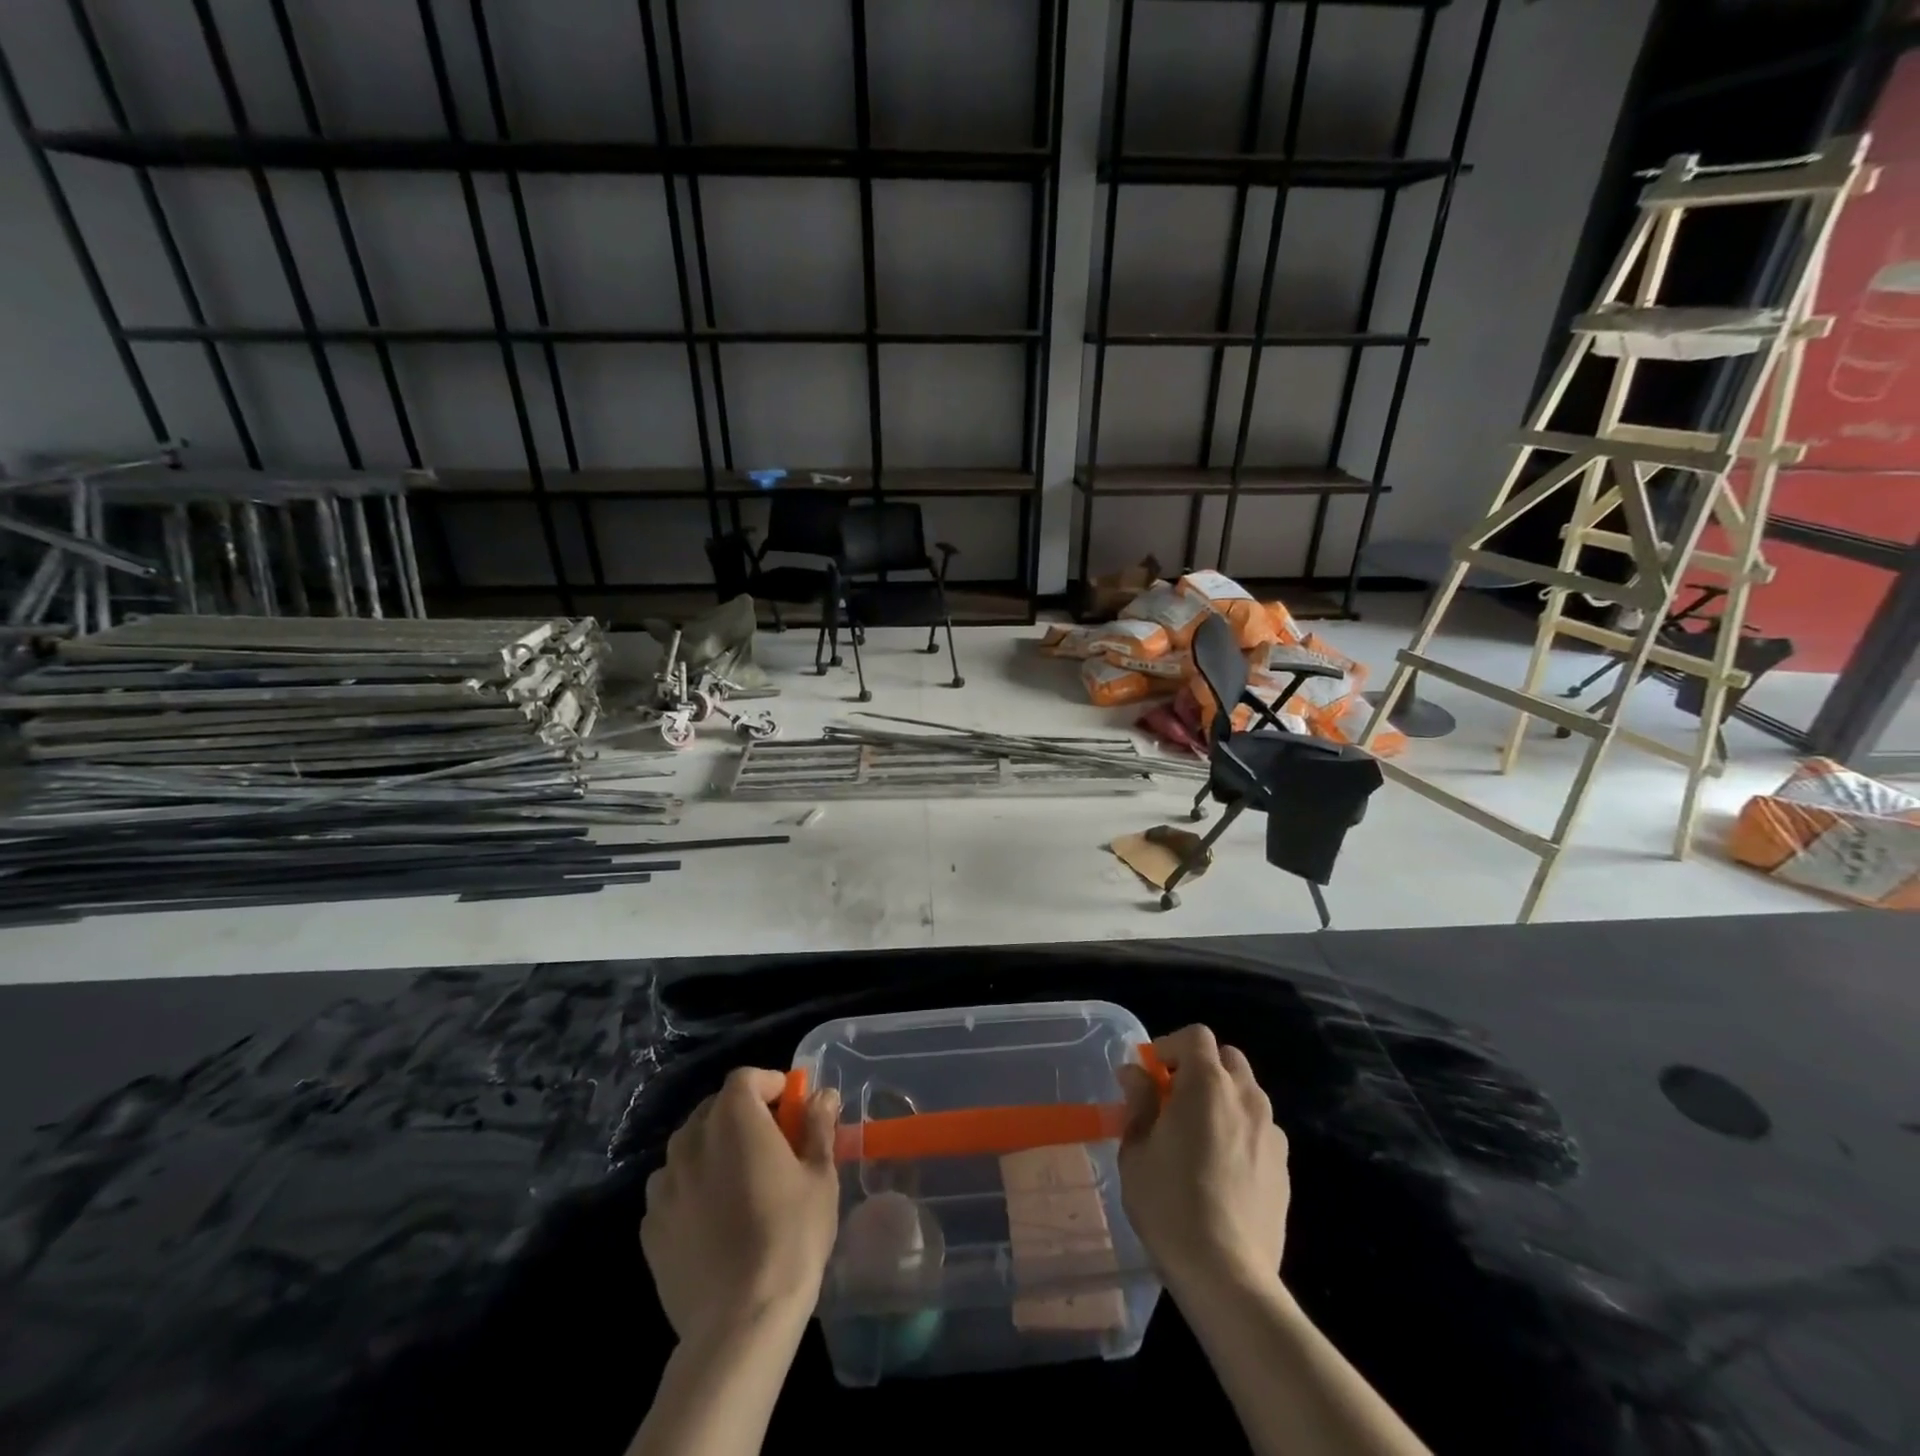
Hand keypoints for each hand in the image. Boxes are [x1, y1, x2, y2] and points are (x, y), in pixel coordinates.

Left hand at [642, 1067, 841, 1344]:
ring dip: (713, 1151)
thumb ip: (817, 1127)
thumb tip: (822, 1095)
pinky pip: (672, 1191)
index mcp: (734, 1118)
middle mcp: (691, 1140)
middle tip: (771, 1144)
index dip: (770, 1085)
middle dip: (742, 1116)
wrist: (738, 1322)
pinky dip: (692, 1190)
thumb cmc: (790, 1236)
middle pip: (714, 1109)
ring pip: (689, 1149)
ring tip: (739, 1183)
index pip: (746, 1078)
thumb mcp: (820, 1176)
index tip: (792, 1107)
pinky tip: (713, 1222)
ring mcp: (664, 1185)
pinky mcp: (650, 1227)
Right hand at [1117, 1025, 1289, 1297]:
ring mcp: (1271, 1134)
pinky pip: (1260, 1130)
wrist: (1227, 1275)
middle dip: (1199, 1068)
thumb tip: (1136, 1073)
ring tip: (1198, 1136)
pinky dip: (1240, 1131)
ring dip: (1222, 1099)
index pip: (1196, 1036)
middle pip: (1227, 1059)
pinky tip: (1221, 1169)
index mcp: (1208, 1084)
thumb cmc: (1170, 1203)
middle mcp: (1247, 1098)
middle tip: (1172, 1099)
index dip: (1169, 1046)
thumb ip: (1139, 1102)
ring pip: (1247, 1094)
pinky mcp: (1284, 1169)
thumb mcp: (1136, 1149)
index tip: (1149, 1075)